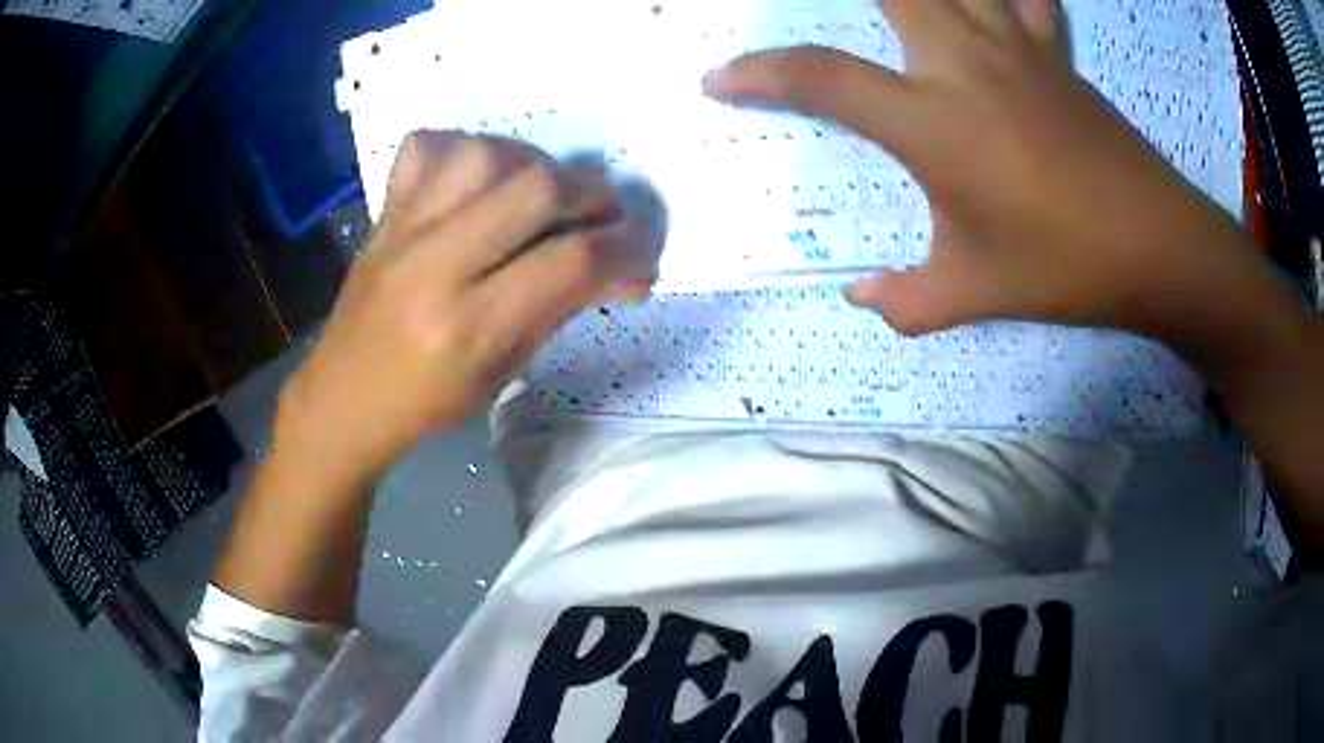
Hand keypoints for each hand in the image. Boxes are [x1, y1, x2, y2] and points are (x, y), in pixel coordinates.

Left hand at [273, 132, 651, 487]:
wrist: (343, 399)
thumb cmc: (426, 404)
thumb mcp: (502, 373)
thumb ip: (556, 308)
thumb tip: (613, 265)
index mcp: (468, 327)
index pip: (570, 262)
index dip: (625, 252)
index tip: (640, 260)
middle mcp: (434, 266)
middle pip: (536, 189)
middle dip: (592, 195)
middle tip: (605, 218)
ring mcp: (402, 230)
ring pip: (485, 154)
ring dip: (535, 164)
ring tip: (546, 193)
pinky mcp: (384, 213)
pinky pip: (427, 147)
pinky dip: (466, 149)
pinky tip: (482, 177)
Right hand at [704, 0, 1257, 339]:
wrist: (1156, 246)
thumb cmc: (1064, 267)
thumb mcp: (974, 293)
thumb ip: (906, 300)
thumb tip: (860, 298)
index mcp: (932, 121)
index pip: (821, 79)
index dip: (759, 74)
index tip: (720, 80)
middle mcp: (962, 62)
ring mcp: (1013, 46)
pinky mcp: (1054, 51)